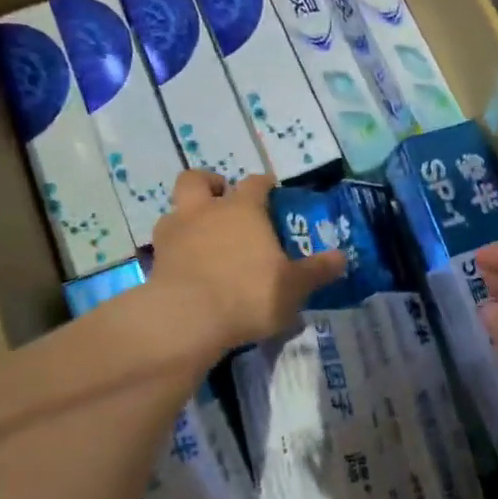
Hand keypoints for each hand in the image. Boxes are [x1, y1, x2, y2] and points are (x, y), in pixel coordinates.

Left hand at [147, 171, 346, 350]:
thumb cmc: (249, 294)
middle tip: (223, 200)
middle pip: (198, 180)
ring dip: (188, 217)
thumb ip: (317, 270)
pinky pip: (165, 245)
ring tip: (203, 238)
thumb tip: (342, 257)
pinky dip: (176, 250)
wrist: (188, 318)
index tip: (271, 190)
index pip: (255, 183)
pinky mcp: (155, 260)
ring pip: (176, 210)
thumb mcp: (294, 287)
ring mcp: (175, 233)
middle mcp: (205, 211)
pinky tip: (188, 267)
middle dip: (210, 185)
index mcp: (243, 209)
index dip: (264, 184)